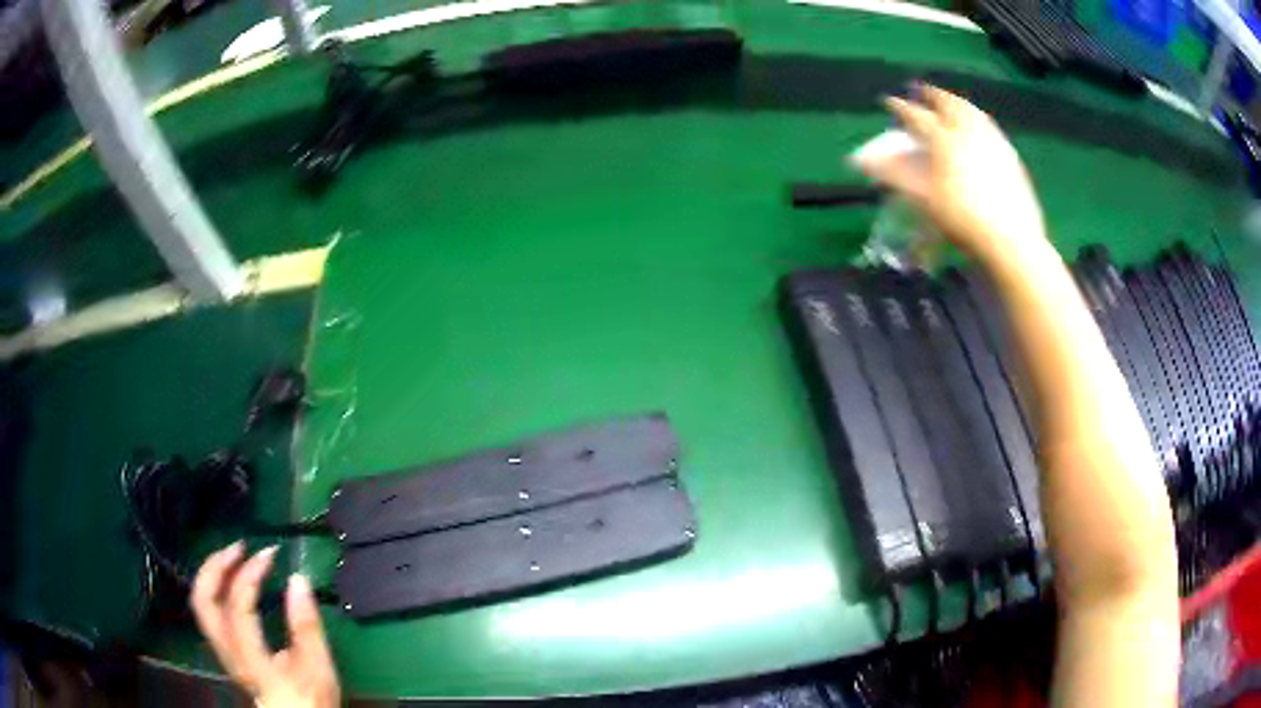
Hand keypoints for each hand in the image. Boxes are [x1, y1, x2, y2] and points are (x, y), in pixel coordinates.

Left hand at [191, 543, 340, 707]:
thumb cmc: (310, 698)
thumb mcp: (317, 666)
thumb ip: (307, 625)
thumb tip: (298, 578)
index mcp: (250, 659)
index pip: (237, 607)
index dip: (249, 575)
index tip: (270, 555)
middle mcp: (228, 653)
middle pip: (203, 602)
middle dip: (216, 567)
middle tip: (239, 547)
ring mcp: (223, 651)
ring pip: (201, 604)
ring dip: (213, 574)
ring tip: (235, 557)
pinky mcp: (227, 650)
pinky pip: (210, 610)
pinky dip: (217, 587)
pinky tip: (233, 581)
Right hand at [854, 85, 1047, 262]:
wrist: (1010, 240)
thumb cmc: (963, 221)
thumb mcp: (925, 199)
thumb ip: (895, 175)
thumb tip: (862, 160)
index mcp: (944, 140)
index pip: (916, 116)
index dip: (900, 107)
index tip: (888, 102)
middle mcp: (968, 133)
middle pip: (948, 104)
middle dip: (932, 95)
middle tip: (922, 91)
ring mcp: (992, 142)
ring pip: (972, 112)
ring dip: (956, 102)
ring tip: (950, 101)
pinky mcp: (1009, 156)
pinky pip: (990, 127)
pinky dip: (978, 118)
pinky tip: (979, 126)